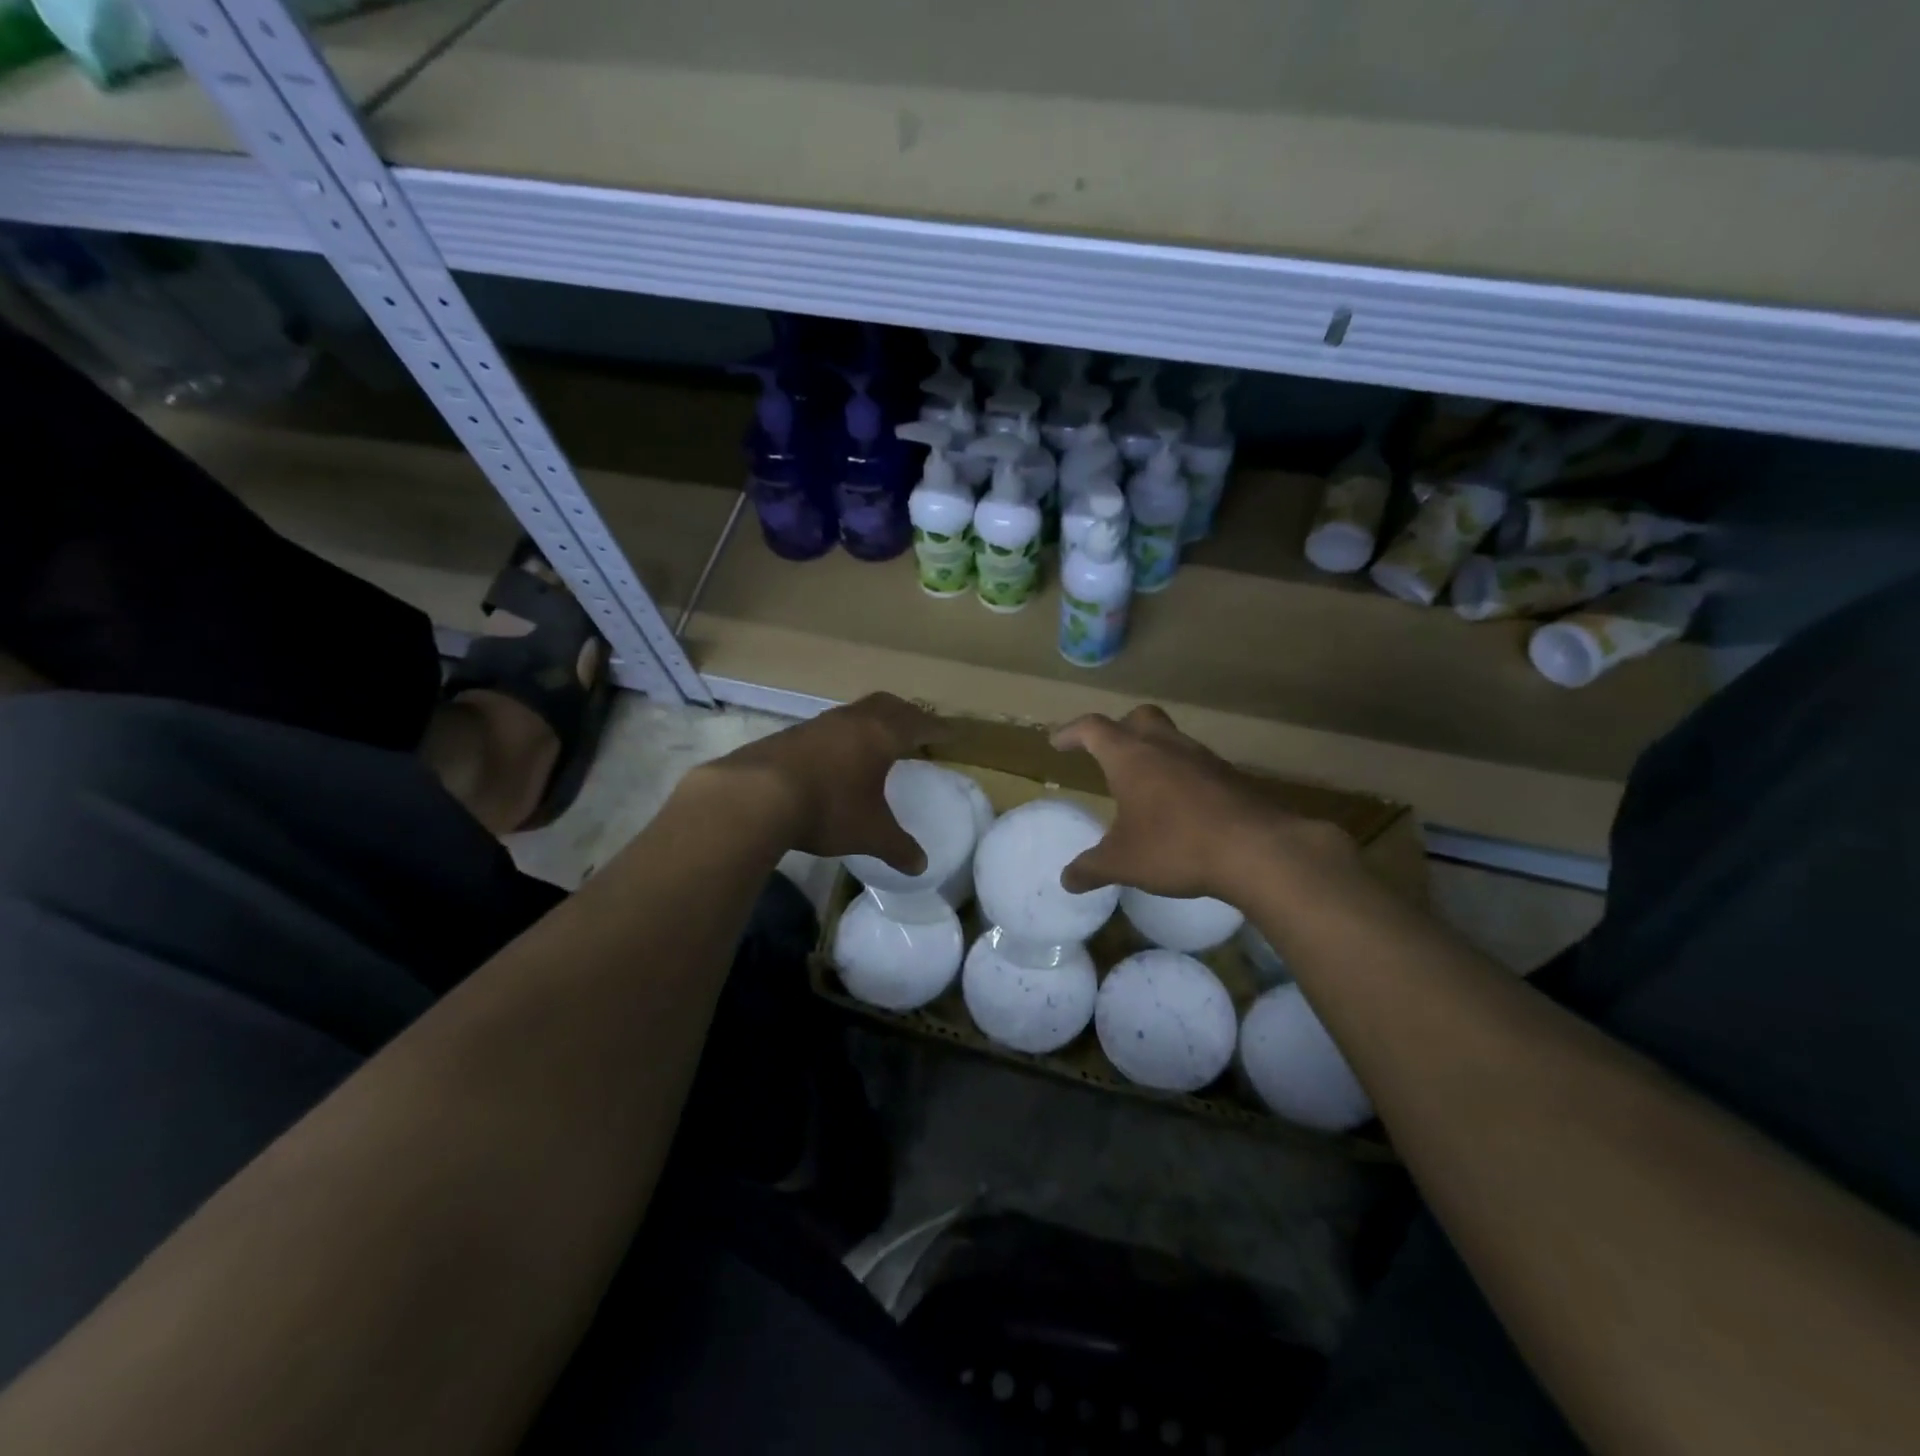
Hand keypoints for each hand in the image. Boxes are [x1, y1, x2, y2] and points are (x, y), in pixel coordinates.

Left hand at [705, 693, 943, 874]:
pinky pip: (827, 728)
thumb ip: (898, 847)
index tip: (951, 732)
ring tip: (876, 741)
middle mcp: (852, 721)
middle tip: (916, 728)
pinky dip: (841, 736)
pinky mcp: (789, 735)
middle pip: (887, 705)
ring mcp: (817, 724)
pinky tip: (835, 758)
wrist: (756, 796)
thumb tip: (920, 866)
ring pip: (854, 713)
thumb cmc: (829, 808)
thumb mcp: (870, 833)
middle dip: (906, 714)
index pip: (918, 724)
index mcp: (881, 735)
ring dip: (870, 722)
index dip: (937, 728)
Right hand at [1051, 705, 1350, 902]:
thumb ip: (1091, 868)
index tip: (1058, 742)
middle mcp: (1166, 746)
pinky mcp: (1230, 777)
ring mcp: (1203, 758)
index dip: (1072, 732)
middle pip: (1138, 718)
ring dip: (1153, 752)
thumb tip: (1066, 879)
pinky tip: (1179, 806)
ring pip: (1171, 739)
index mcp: (1131, 757)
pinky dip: (1181, 775)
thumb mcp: (1123, 863)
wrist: (1257, 850)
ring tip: (1143, 784)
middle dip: (1118, 729)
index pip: (1093, 728)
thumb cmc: (1175, 846)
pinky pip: (1196, 765)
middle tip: (1107, 753)